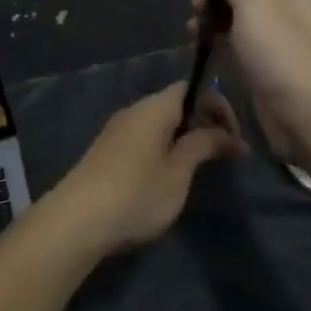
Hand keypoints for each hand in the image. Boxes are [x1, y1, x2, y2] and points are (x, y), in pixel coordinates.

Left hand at [48, 83, 245, 251]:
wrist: (76, 222)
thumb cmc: (136, 193)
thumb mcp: (178, 172)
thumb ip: (202, 146)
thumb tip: (228, 134)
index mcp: (154, 108)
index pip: (191, 88)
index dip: (218, 105)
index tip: (234, 137)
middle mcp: (133, 111)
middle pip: (175, 104)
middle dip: (202, 123)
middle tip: (223, 153)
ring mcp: (116, 132)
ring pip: (158, 124)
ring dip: (183, 138)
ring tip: (199, 167)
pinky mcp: (106, 153)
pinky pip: (143, 139)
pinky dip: (164, 148)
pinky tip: (167, 177)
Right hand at [187, 0, 310, 163]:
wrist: (310, 115)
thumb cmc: (281, 52)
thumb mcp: (256, 5)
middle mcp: (281, 10)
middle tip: (194, 5)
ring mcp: (272, 42)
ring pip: (236, 19)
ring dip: (212, 18)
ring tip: (192, 29)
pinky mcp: (262, 69)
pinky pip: (236, 46)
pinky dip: (218, 42)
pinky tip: (201, 48)